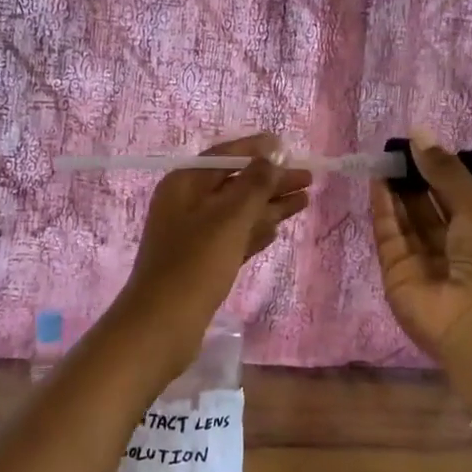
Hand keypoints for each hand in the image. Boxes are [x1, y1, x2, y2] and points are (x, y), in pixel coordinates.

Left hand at [114, 133, 311, 374]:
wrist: (162, 324)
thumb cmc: (195, 264)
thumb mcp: (229, 218)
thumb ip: (254, 185)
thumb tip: (272, 154)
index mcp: (185, 184)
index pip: (225, 156)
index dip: (257, 150)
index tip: (289, 147)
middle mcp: (187, 204)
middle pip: (235, 184)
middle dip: (271, 181)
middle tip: (309, 180)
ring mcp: (193, 235)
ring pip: (237, 212)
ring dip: (269, 205)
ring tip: (304, 200)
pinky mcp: (202, 262)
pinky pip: (233, 237)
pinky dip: (254, 231)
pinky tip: (276, 229)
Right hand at [370, 133, 471, 392]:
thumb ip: (445, 170)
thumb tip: (417, 132)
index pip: (455, 194)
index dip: (437, 169)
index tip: (417, 143)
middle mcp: (452, 246)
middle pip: (427, 205)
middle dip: (412, 177)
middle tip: (394, 148)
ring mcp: (423, 261)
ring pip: (406, 219)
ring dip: (395, 190)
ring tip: (383, 158)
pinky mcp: (396, 273)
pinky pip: (389, 236)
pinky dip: (383, 209)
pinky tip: (378, 182)